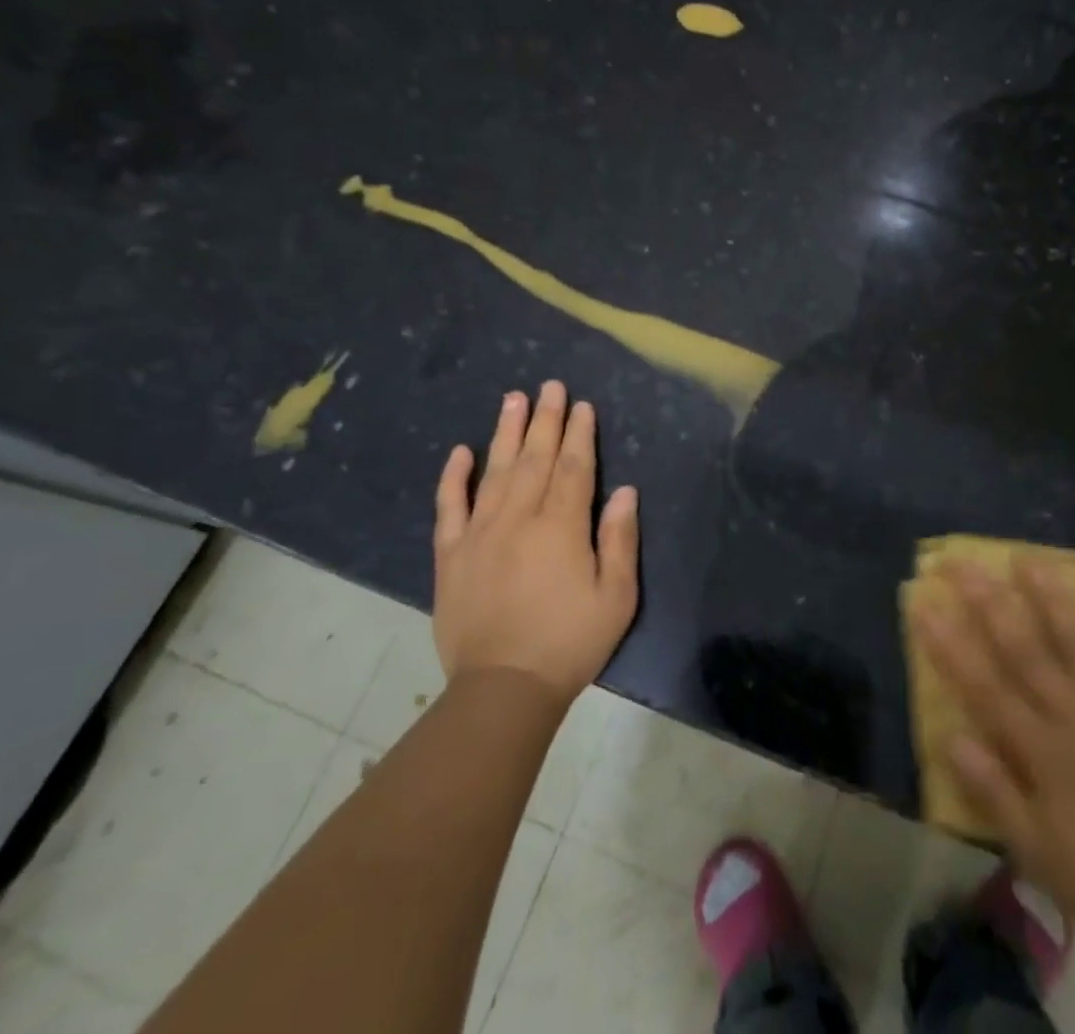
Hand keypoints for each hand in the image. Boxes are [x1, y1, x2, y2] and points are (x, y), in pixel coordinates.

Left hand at [432, 381, 640, 701]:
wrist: (502, 689)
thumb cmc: (569, 642)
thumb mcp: (616, 597)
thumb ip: (619, 540)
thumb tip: (625, 491)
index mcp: (561, 527)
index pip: (573, 467)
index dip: (579, 434)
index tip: (581, 405)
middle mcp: (519, 518)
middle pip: (534, 458)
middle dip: (545, 419)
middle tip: (549, 385)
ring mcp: (480, 533)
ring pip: (494, 471)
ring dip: (505, 432)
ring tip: (512, 398)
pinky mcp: (451, 554)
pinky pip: (449, 507)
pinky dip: (453, 477)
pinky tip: (460, 451)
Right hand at [911, 560, 1074, 979]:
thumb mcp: (1039, 855)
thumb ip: (994, 791)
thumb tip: (950, 735)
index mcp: (1042, 749)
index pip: (984, 685)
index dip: (950, 643)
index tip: (924, 602)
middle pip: (1025, 648)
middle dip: (989, 602)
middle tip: (963, 562)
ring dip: (1053, 598)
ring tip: (1029, 558)